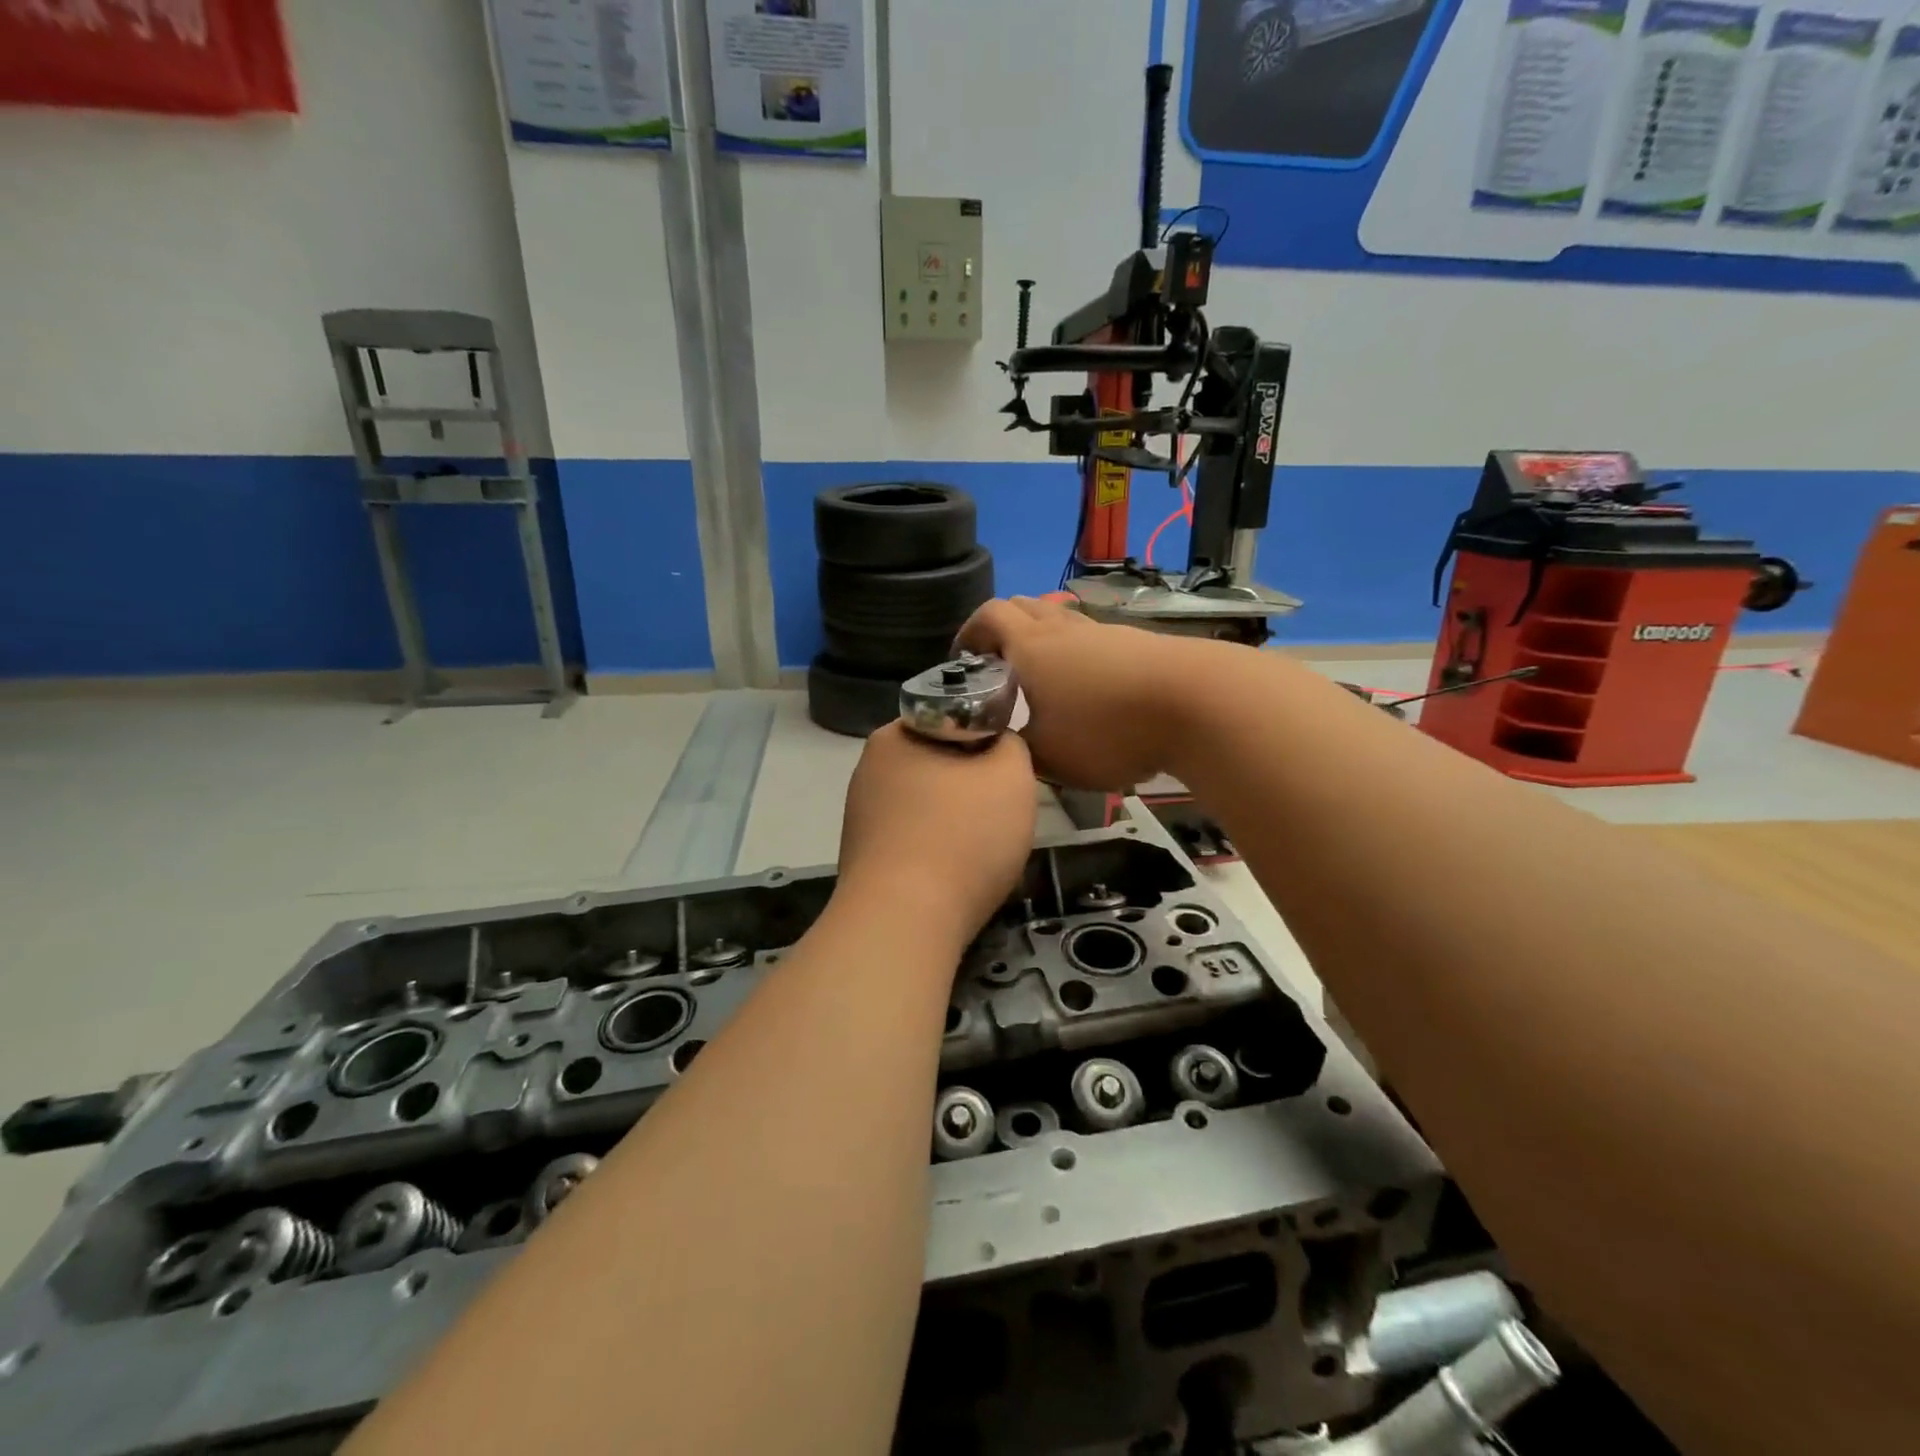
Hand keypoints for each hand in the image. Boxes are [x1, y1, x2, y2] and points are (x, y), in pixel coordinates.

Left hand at [836, 722, 1036, 941]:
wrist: (904, 922)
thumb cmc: (962, 836)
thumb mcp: (1012, 775)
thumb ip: (1011, 744)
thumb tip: (997, 745)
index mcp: (895, 735)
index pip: (952, 718)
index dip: (987, 738)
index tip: (1008, 770)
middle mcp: (869, 768)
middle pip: (938, 763)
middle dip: (971, 783)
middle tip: (1002, 810)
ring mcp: (860, 815)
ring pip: (926, 804)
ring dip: (955, 819)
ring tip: (982, 848)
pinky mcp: (862, 857)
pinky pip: (912, 839)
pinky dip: (936, 849)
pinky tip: (954, 873)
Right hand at [955, 597, 1196, 788]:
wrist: (1197, 703)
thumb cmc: (1108, 729)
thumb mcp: (1050, 756)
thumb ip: (1020, 750)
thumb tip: (1010, 744)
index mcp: (1031, 647)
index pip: (989, 615)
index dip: (969, 632)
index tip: (963, 658)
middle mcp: (1064, 630)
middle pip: (1025, 607)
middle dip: (1003, 629)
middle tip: (999, 665)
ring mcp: (1105, 633)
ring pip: (1062, 621)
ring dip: (1044, 641)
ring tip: (1044, 680)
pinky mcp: (1138, 644)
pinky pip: (1094, 639)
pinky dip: (1079, 655)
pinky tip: (1089, 689)